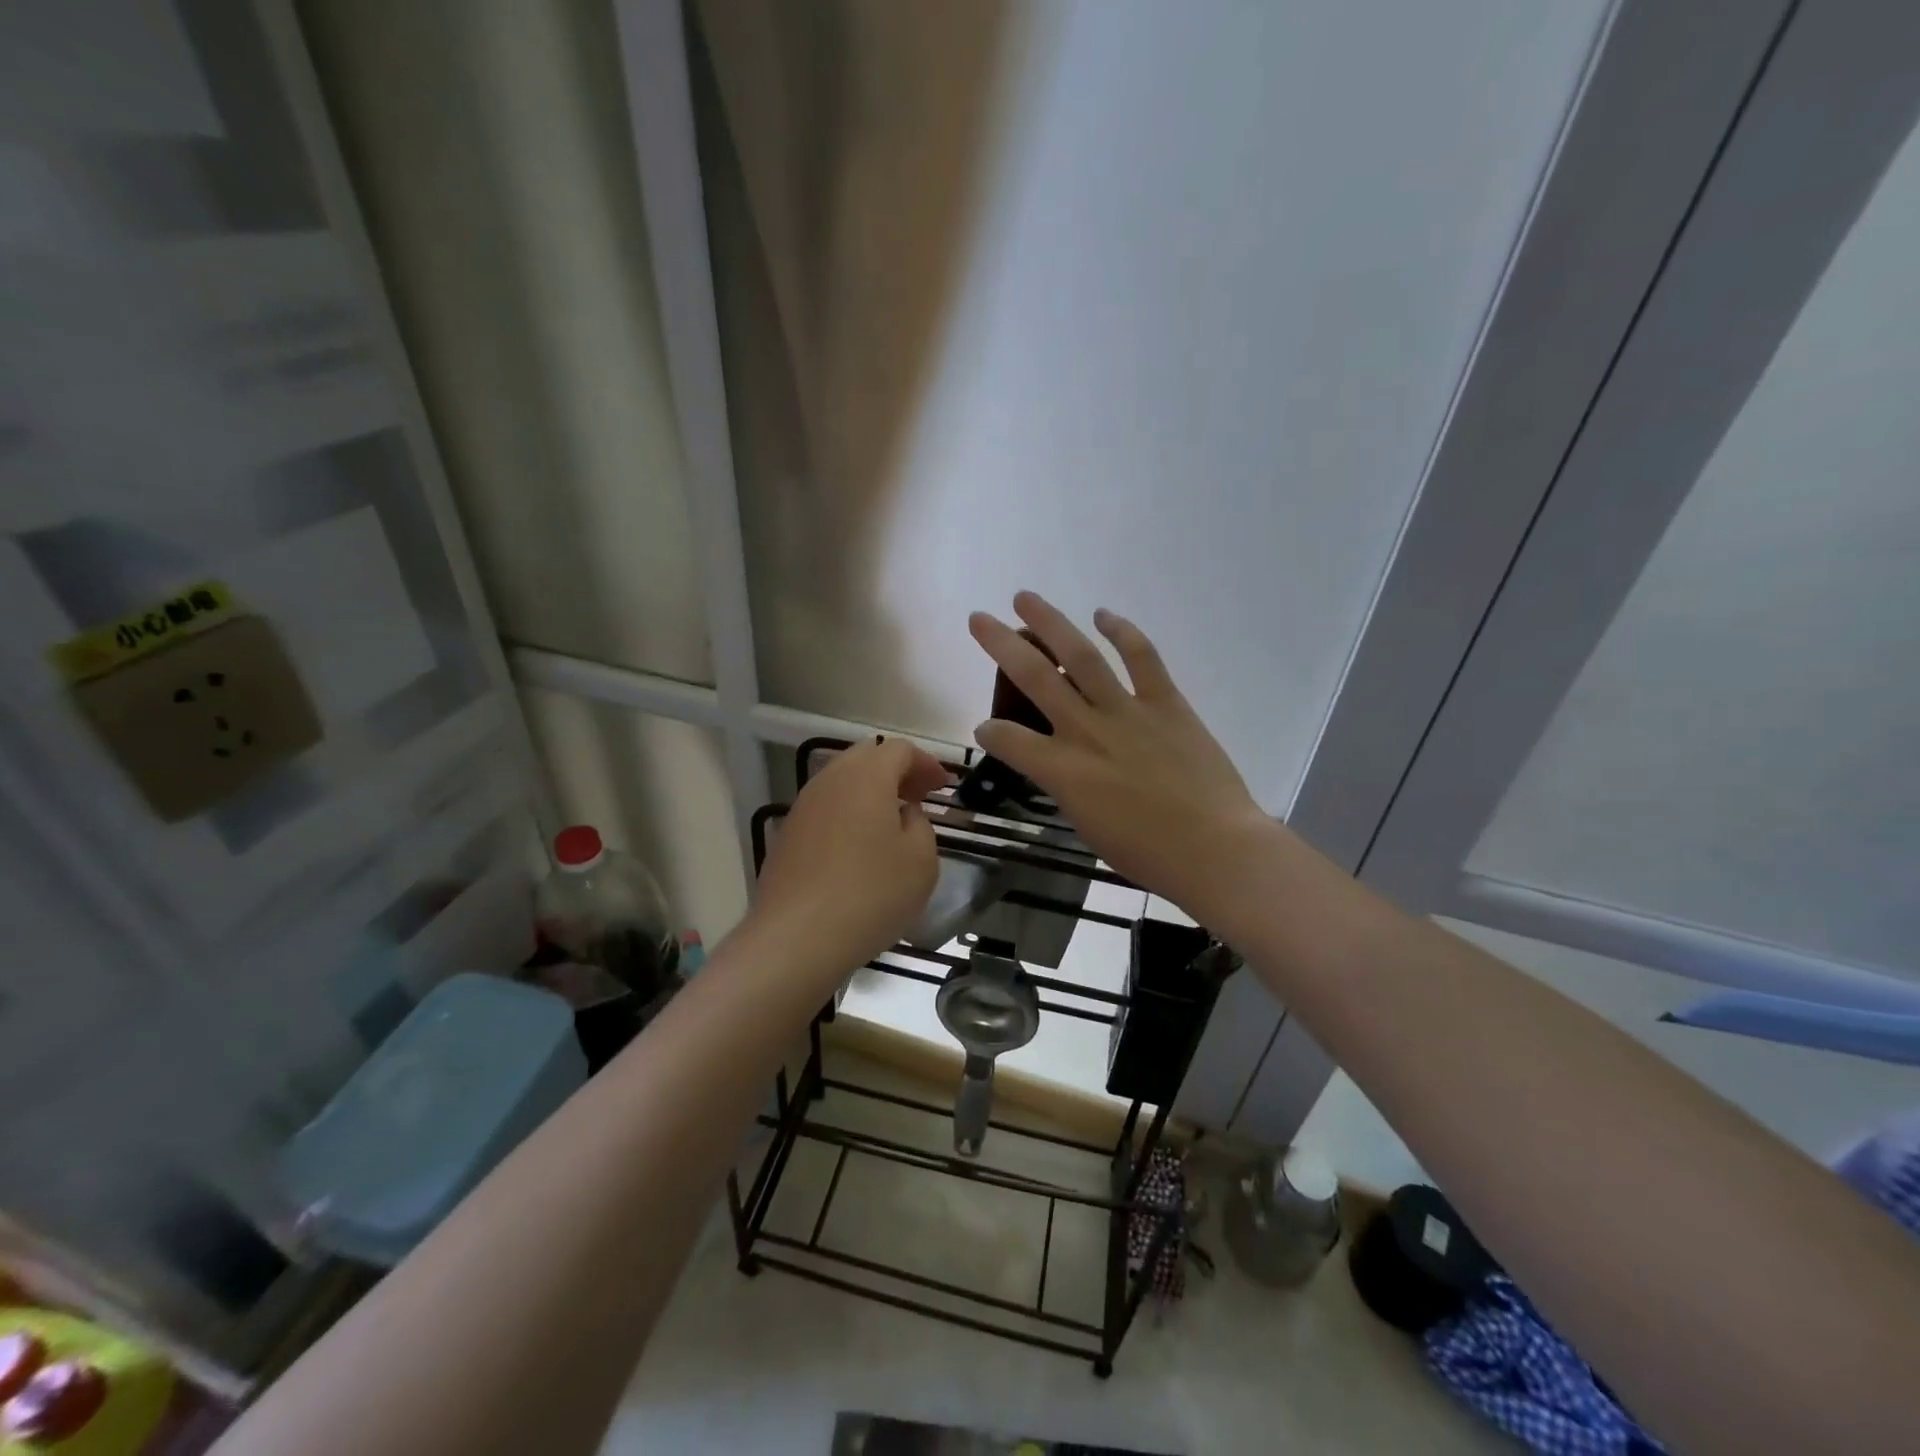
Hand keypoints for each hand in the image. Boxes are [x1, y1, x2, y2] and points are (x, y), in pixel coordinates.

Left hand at [750, 738, 952, 985]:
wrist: (797, 938)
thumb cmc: (870, 894)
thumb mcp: (921, 861)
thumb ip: (921, 825)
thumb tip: (904, 814)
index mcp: (866, 776)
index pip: (900, 749)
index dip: (926, 763)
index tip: (944, 787)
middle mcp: (830, 780)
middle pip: (866, 757)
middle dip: (897, 771)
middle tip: (919, 797)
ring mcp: (803, 806)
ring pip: (842, 781)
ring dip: (870, 791)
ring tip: (892, 822)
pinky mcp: (788, 834)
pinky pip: (826, 808)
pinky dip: (849, 813)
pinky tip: (860, 846)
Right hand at [968, 592, 1270, 918]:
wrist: (1215, 849)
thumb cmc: (1148, 854)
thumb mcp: (1089, 828)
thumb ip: (1069, 789)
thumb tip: (1065, 769)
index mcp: (1063, 772)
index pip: (1008, 740)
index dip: (990, 731)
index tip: (987, 729)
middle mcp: (1087, 731)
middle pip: (1036, 677)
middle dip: (1001, 645)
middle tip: (979, 618)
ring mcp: (1127, 712)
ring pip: (1081, 656)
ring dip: (1051, 623)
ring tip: (1026, 599)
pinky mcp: (1166, 703)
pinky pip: (1142, 658)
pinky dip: (1123, 631)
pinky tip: (1104, 613)